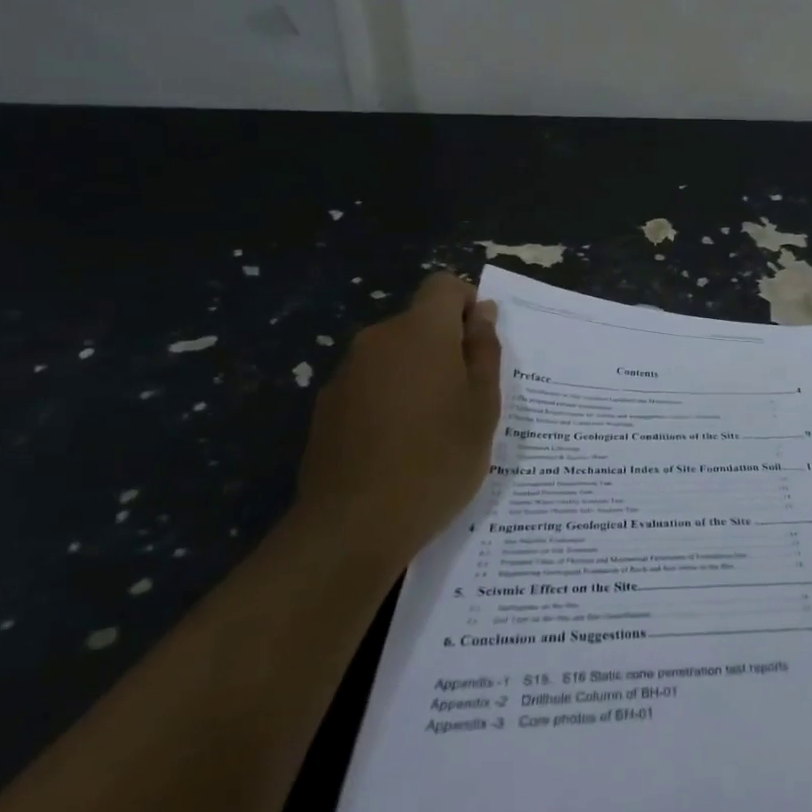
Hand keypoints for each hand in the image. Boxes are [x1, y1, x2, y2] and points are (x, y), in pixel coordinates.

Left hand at [294, 272, 501, 565]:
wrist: (355, 525)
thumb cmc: (439, 459)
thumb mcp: (483, 406)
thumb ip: (484, 350)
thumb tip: (482, 312)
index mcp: (421, 332)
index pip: (444, 285)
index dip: (468, 304)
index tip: (481, 345)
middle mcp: (377, 339)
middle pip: (419, 322)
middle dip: (445, 346)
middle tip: (467, 397)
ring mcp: (346, 373)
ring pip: (394, 355)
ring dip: (417, 374)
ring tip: (434, 428)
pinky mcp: (326, 406)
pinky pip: (370, 384)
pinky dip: (390, 399)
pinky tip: (399, 446)